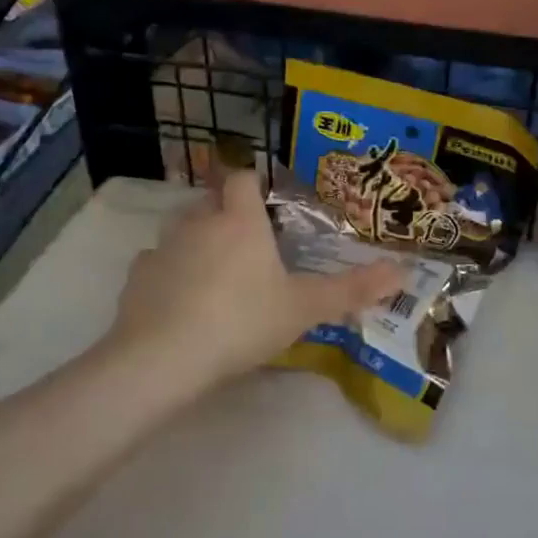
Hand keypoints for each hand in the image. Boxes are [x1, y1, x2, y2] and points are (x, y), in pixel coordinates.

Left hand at [109, 171, 403, 386]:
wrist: (164, 359)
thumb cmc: (242, 322)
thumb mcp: (304, 308)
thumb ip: (351, 289)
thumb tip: (402, 271)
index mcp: (239, 222)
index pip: (241, 178)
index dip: (252, 183)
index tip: (264, 201)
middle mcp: (198, 223)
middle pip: (208, 200)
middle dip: (223, 211)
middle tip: (245, 241)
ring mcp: (162, 249)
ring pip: (178, 228)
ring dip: (194, 238)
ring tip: (212, 269)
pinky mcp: (135, 278)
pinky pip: (154, 263)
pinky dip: (167, 272)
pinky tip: (179, 299)